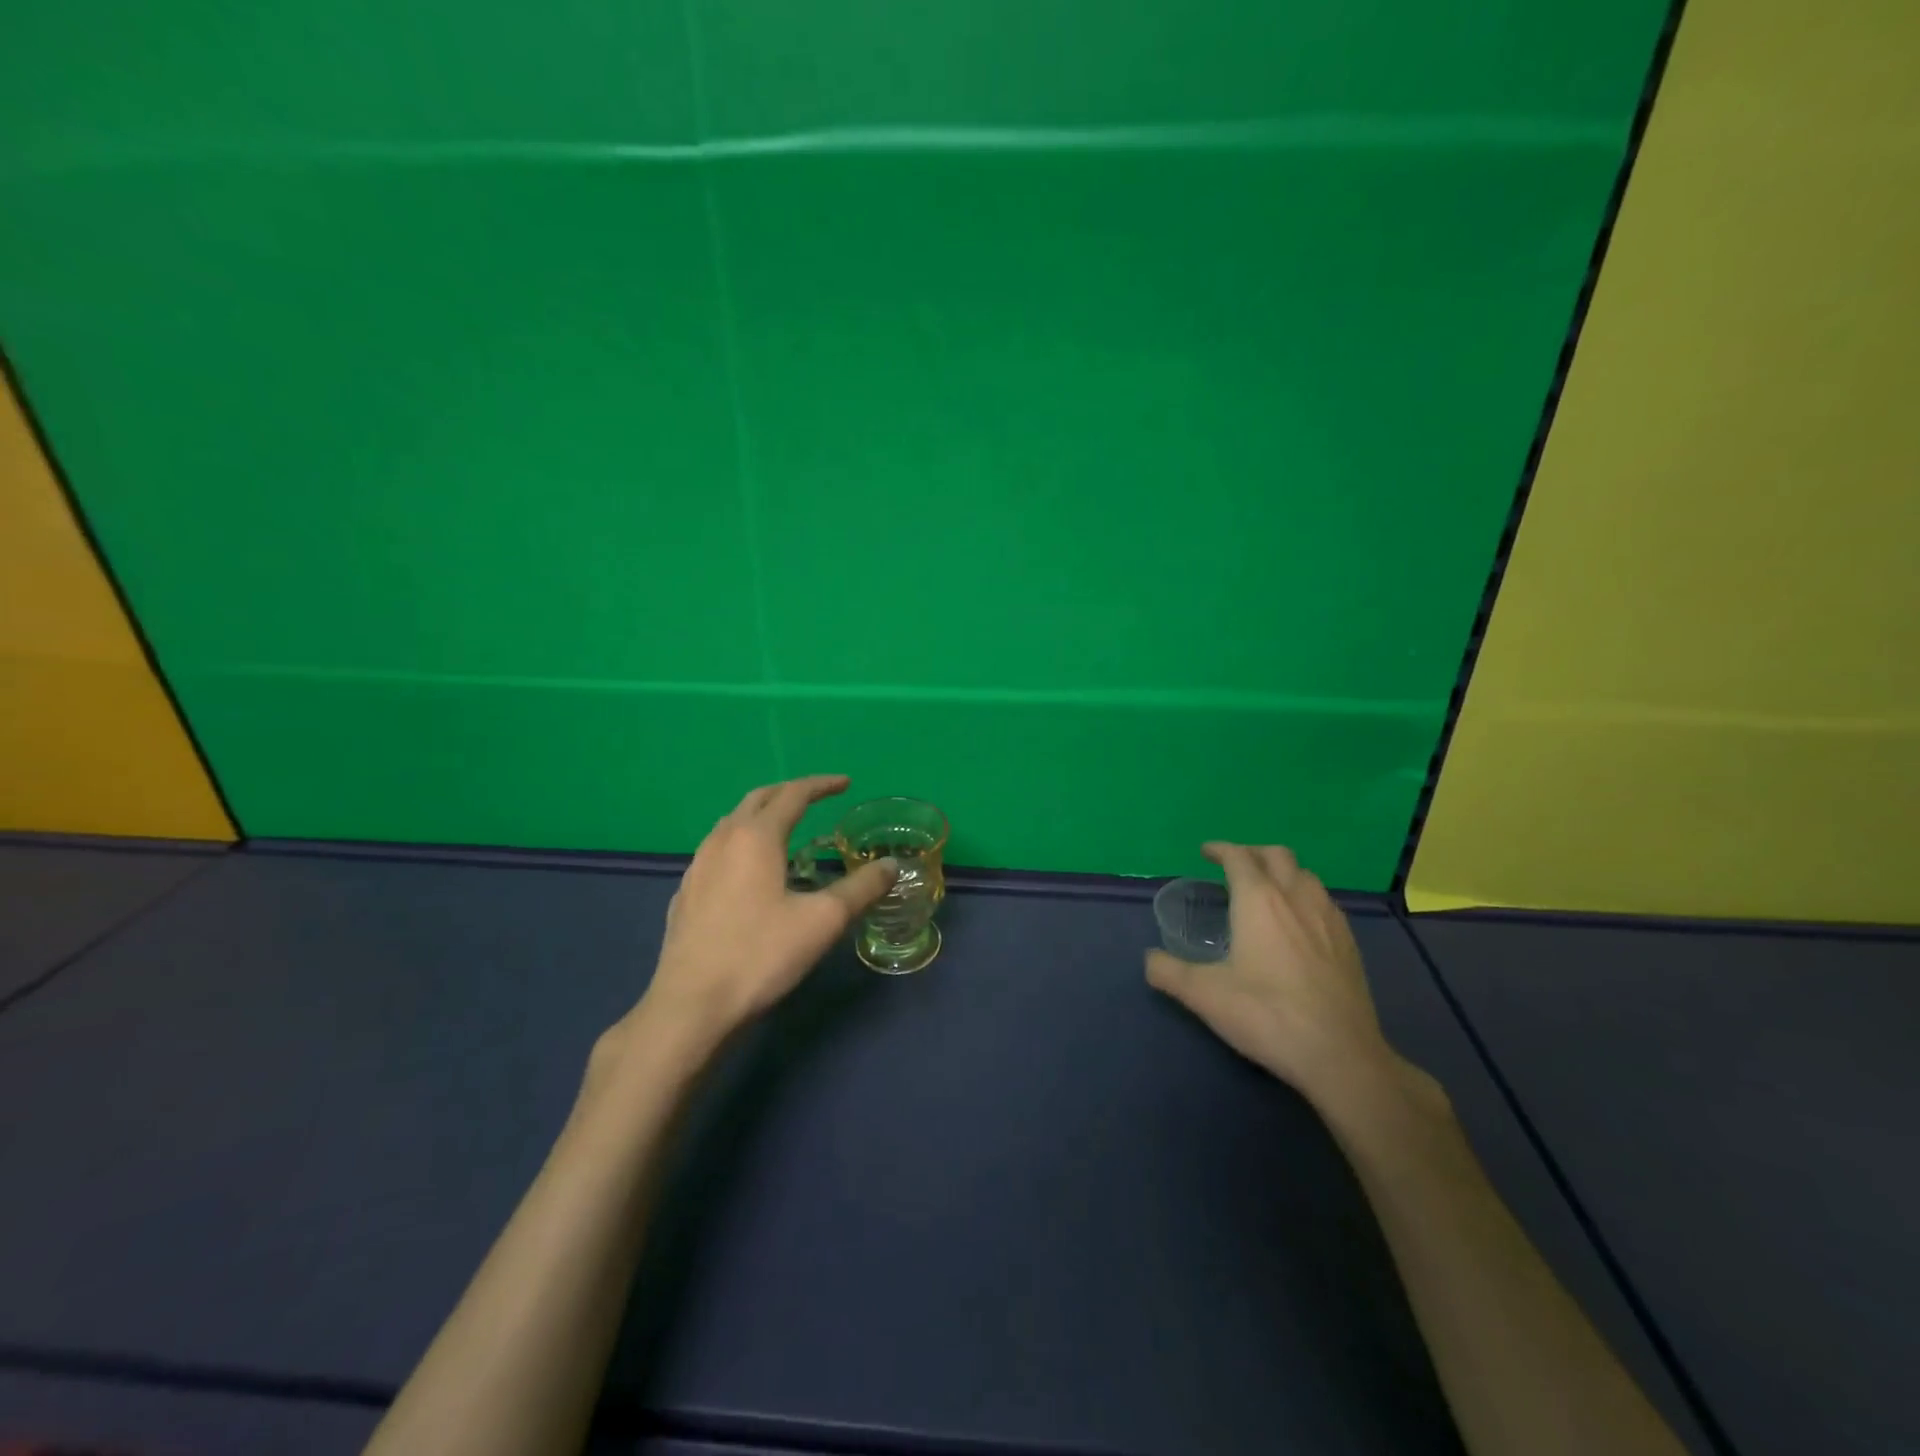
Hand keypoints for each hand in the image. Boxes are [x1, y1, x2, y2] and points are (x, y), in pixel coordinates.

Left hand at [629, 775, 897, 1050]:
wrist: (690, 1006)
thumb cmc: (760, 955)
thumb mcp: (822, 921)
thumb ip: (861, 889)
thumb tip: (891, 865)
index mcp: (756, 837)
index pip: (793, 794)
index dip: (821, 785)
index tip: (845, 783)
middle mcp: (722, 841)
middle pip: (757, 800)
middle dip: (788, 792)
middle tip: (815, 798)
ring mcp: (697, 867)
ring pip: (731, 823)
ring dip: (761, 816)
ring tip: (784, 830)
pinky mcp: (685, 895)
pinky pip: (716, 851)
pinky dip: (741, 844)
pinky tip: (749, 873)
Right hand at [1146, 843, 1404, 1109]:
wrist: (1340, 1055)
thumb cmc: (1267, 1015)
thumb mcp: (1204, 995)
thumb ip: (1169, 972)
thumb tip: (1149, 959)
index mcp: (1259, 900)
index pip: (1238, 857)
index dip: (1220, 849)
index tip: (1206, 852)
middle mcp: (1296, 898)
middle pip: (1277, 855)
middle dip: (1253, 853)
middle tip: (1234, 866)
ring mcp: (1329, 918)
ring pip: (1306, 875)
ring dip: (1283, 872)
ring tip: (1267, 891)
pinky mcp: (1350, 943)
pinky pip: (1325, 901)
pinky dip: (1305, 897)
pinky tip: (1299, 924)